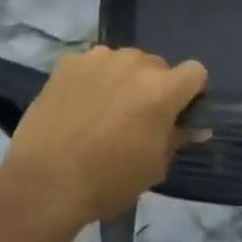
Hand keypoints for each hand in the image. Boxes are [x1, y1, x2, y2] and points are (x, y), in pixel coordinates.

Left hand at [0, 47, 207, 233]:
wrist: (44, 183)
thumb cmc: (108, 181)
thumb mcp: (154, 167)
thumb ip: (177, 138)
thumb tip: (197, 128)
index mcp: (162, 89)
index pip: (195, 72)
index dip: (190, 92)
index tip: (177, 113)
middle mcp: (134, 63)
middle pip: (157, 65)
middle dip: (153, 86)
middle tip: (136, 117)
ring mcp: (99, 59)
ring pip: (124, 61)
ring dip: (123, 79)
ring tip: (103, 110)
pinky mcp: (69, 62)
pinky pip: (93, 64)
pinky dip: (93, 79)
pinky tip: (79, 105)